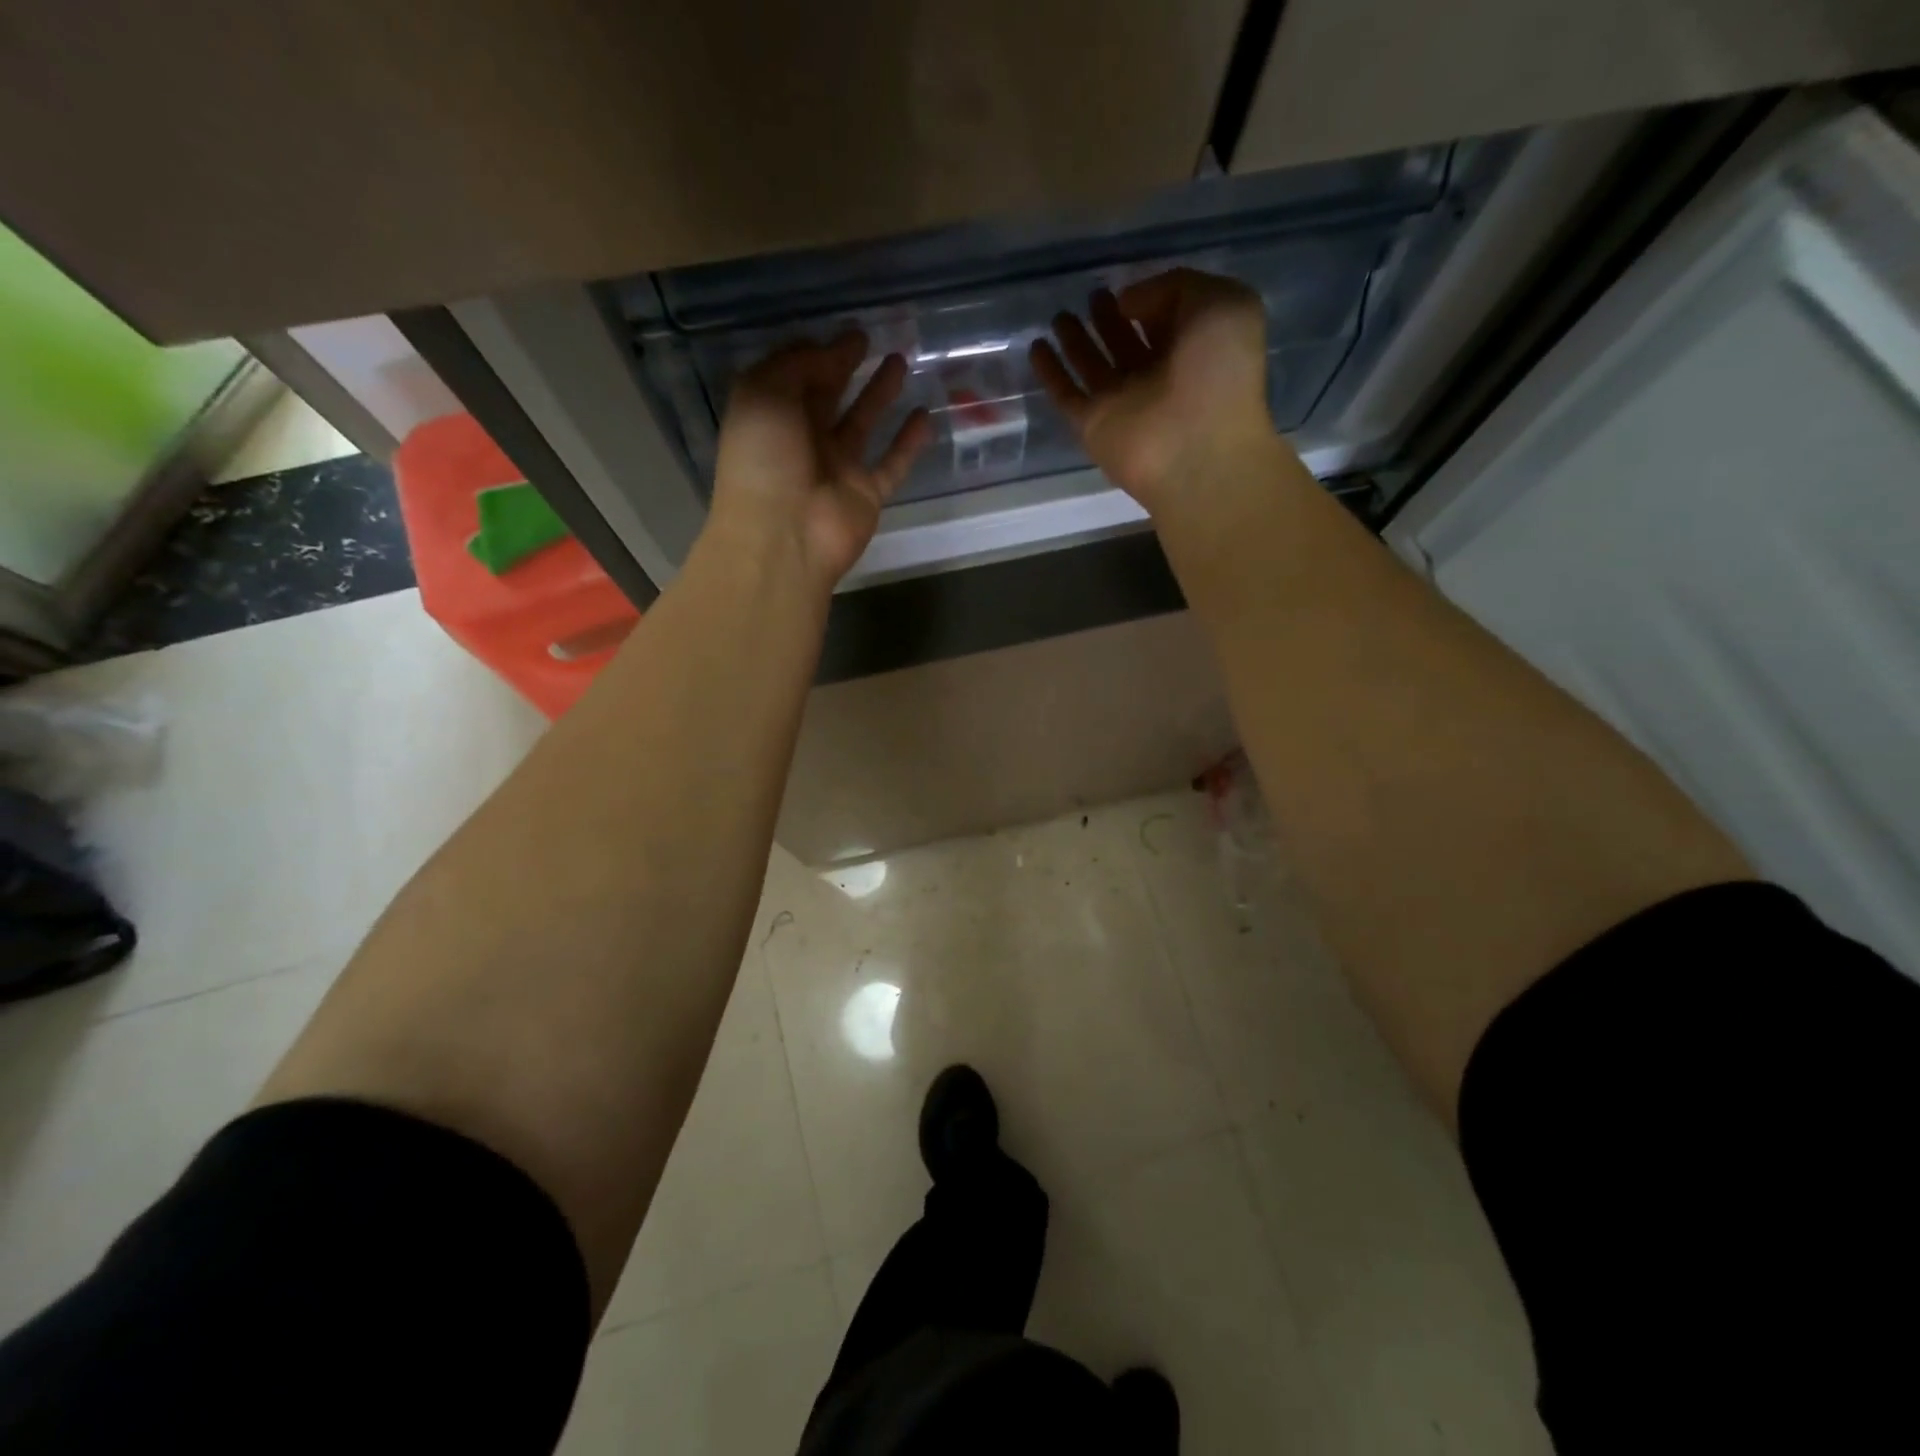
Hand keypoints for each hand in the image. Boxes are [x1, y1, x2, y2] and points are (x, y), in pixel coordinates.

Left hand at [707, 333, 932, 589]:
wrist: (784, 536)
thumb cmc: (764, 460)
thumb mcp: (764, 393)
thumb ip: (798, 364)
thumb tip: (832, 350)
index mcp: (771, 415)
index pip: (795, 374)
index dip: (819, 350)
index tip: (847, 329)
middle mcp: (803, 439)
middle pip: (829, 395)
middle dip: (848, 365)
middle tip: (874, 337)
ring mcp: (837, 468)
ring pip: (863, 423)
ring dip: (880, 394)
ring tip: (901, 360)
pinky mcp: (867, 493)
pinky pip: (893, 463)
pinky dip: (909, 442)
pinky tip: (926, 415)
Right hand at [1031, 268, 1275, 516]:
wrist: (1195, 447)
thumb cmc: (1219, 373)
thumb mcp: (1218, 302)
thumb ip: (1174, 287)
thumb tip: (1126, 304)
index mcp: (1194, 349)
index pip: (1166, 319)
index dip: (1148, 300)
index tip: (1127, 286)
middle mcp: (1158, 376)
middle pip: (1126, 342)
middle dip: (1108, 320)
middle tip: (1091, 297)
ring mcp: (1123, 403)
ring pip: (1093, 367)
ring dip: (1076, 343)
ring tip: (1059, 316)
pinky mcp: (1093, 425)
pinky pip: (1066, 395)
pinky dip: (1051, 373)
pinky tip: (1037, 348)